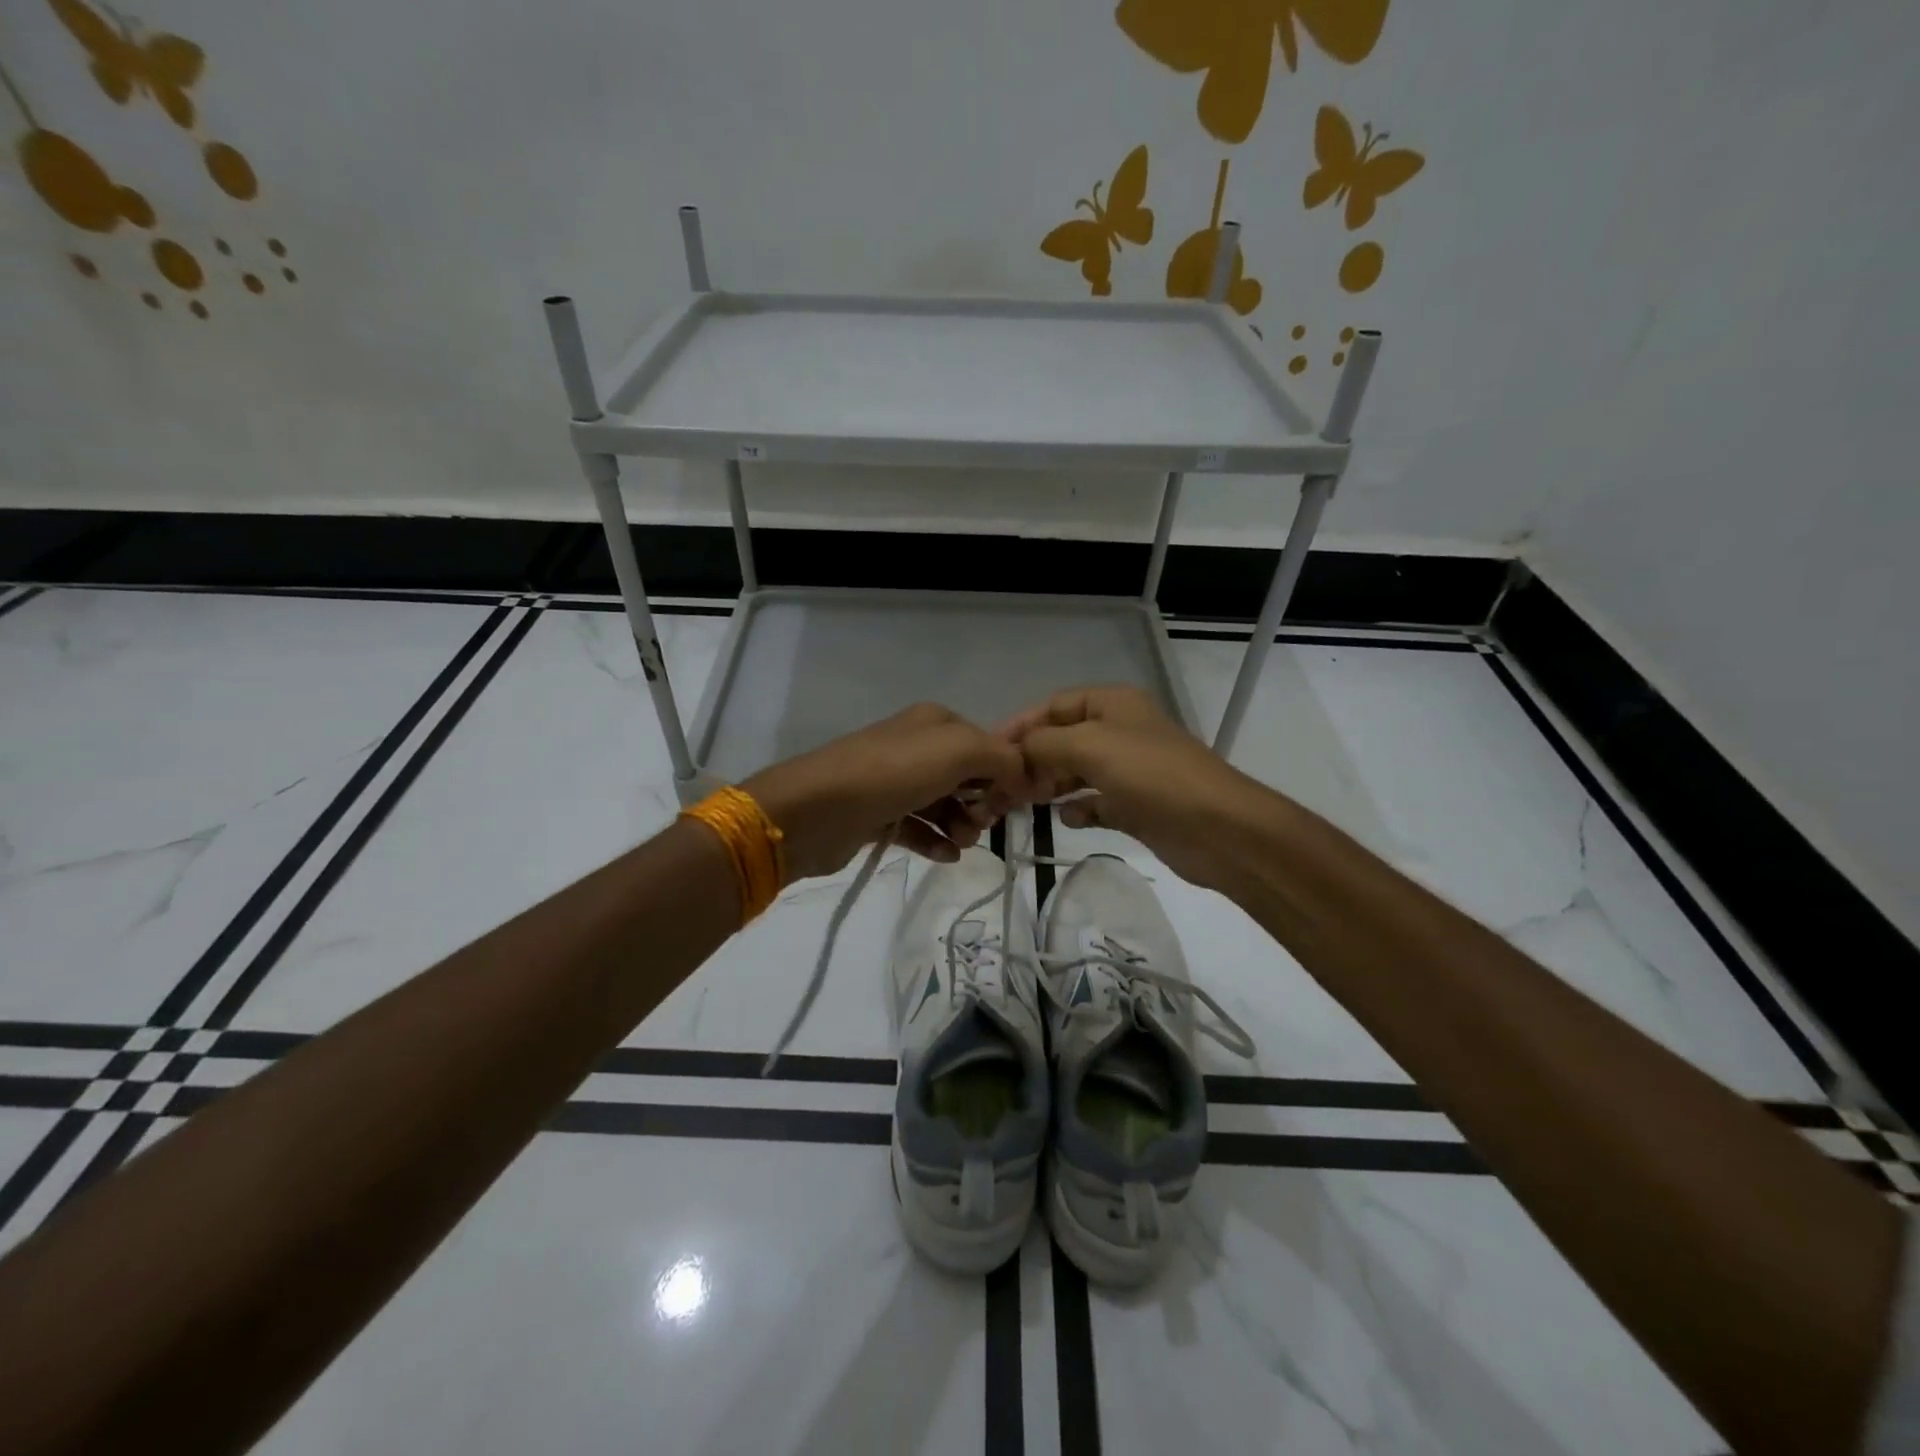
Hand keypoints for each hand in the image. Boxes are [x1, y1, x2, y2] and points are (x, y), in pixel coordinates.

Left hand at [745, 703, 1024, 881]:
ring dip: (962, 825)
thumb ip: (1002, 757)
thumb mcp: (958, 751)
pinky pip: (920, 828)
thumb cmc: (892, 773)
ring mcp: (896, 782)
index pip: (988, 744)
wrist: (815, 810)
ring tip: (961, 842)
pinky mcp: (879, 815)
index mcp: (935, 723)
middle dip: (984, 802)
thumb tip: (1024, 774)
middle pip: (968, 776)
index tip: (1016, 802)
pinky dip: (936, 841)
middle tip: (982, 822)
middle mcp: (916, 747)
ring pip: (945, 804)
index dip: (1007, 772)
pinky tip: (946, 855)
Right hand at [1001, 685, 1267, 891]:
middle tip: (1004, 787)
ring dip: (1051, 784)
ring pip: (1078, 771)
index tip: (990, 751)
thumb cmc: (1152, 775)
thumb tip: (1015, 753)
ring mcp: (1131, 770)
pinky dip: (1079, 808)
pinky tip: (1066, 818)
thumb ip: (1044, 744)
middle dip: (1033, 759)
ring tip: (1025, 803)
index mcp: (1113, 704)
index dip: (1021, 725)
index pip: (1055, 705)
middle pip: (1064, 739)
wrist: (1218, 828)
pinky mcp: (1138, 806)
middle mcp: (1122, 731)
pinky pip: (1097, 802)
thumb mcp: (1090, 746)